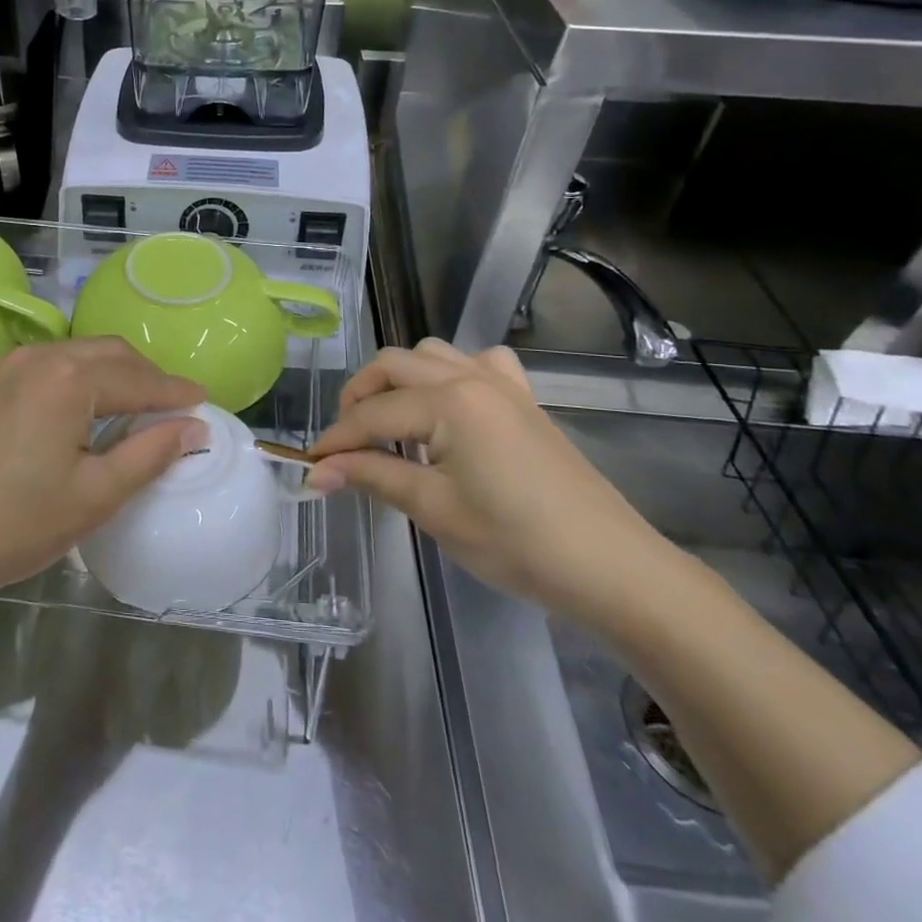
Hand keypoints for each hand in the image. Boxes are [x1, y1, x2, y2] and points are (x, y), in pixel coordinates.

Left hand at [0, 339, 205, 614]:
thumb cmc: (11, 525)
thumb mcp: (93, 497)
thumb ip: (149, 455)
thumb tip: (192, 427)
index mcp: (69, 378)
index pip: (139, 378)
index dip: (175, 391)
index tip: (203, 401)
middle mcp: (35, 357)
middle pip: (106, 354)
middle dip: (144, 375)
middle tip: (168, 405)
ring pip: (70, 356)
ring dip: (105, 374)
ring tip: (124, 407)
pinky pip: (37, 368)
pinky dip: (69, 380)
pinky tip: (68, 412)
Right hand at [309, 339, 674, 622]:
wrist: (611, 567)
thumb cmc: (517, 542)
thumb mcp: (434, 509)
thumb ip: (372, 477)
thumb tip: (316, 471)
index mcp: (448, 401)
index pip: (373, 414)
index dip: (336, 440)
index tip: (310, 465)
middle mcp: (470, 377)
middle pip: (393, 366)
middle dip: (359, 397)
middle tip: (345, 442)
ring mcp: (502, 383)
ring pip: (430, 355)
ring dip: (398, 380)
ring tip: (387, 422)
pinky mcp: (523, 399)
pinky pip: (476, 363)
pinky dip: (448, 374)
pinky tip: (448, 406)